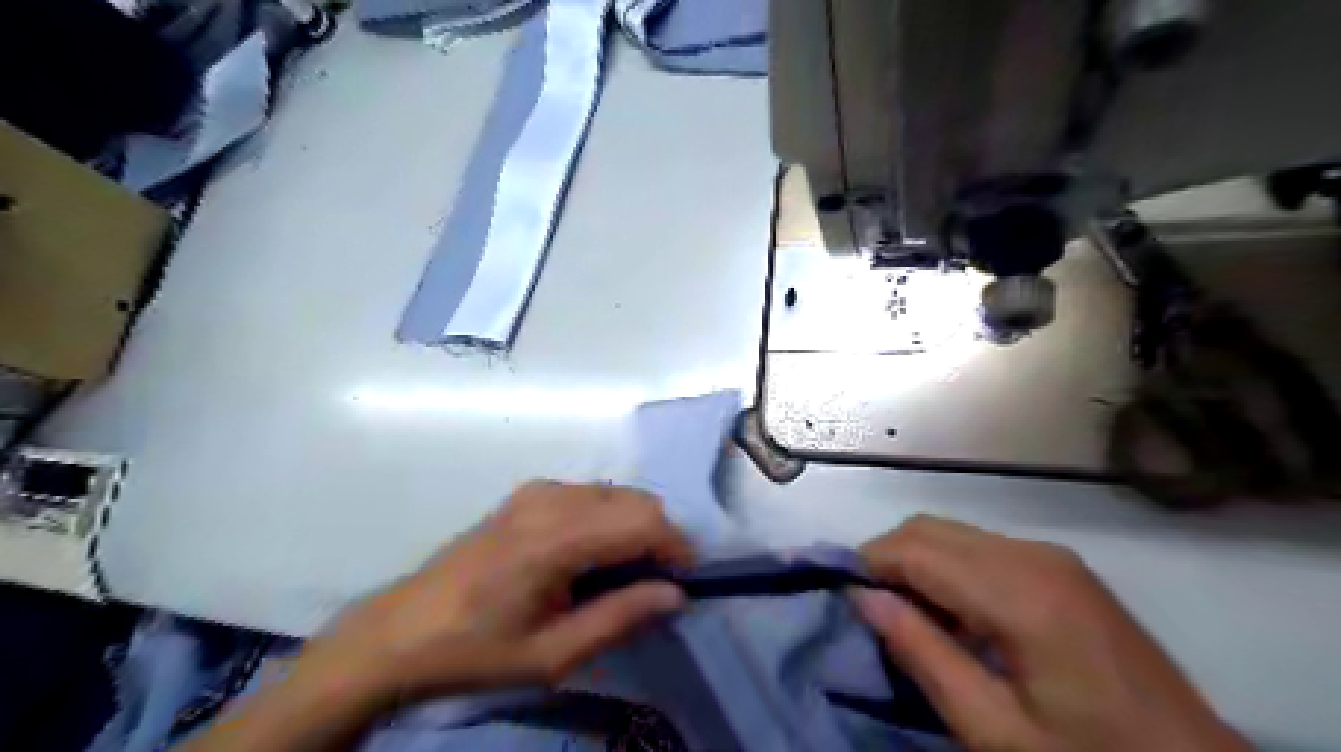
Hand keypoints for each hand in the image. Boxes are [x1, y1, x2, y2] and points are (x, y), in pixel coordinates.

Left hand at [290, 486, 690, 706]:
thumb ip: (620, 617)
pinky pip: (591, 494)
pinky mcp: (528, 493)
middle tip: (653, 584)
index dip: (676, 547)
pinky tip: (590, 557)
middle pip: (636, 499)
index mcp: (555, 538)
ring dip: (635, 527)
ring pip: (616, 493)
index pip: (644, 520)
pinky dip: (609, 518)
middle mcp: (551, 499)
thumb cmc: (476, 650)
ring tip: (621, 575)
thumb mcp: (552, 654)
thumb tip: (675, 594)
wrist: (402, 632)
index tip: (684, 582)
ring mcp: (537, 490)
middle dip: (659, 536)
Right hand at [854, 518, 1252, 750]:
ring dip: (915, 562)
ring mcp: (1051, 556)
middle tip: (871, 609)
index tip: (842, 597)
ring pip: (951, 533)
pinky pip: (980, 547)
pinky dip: (947, 567)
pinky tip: (951, 612)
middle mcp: (1033, 554)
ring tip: (906, 615)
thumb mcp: (993, 728)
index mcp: (1019, 592)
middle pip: (929, 528)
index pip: (915, 548)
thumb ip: (922, 653)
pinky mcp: (1061, 568)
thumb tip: (862, 598)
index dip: (868, 563)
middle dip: (887, 558)